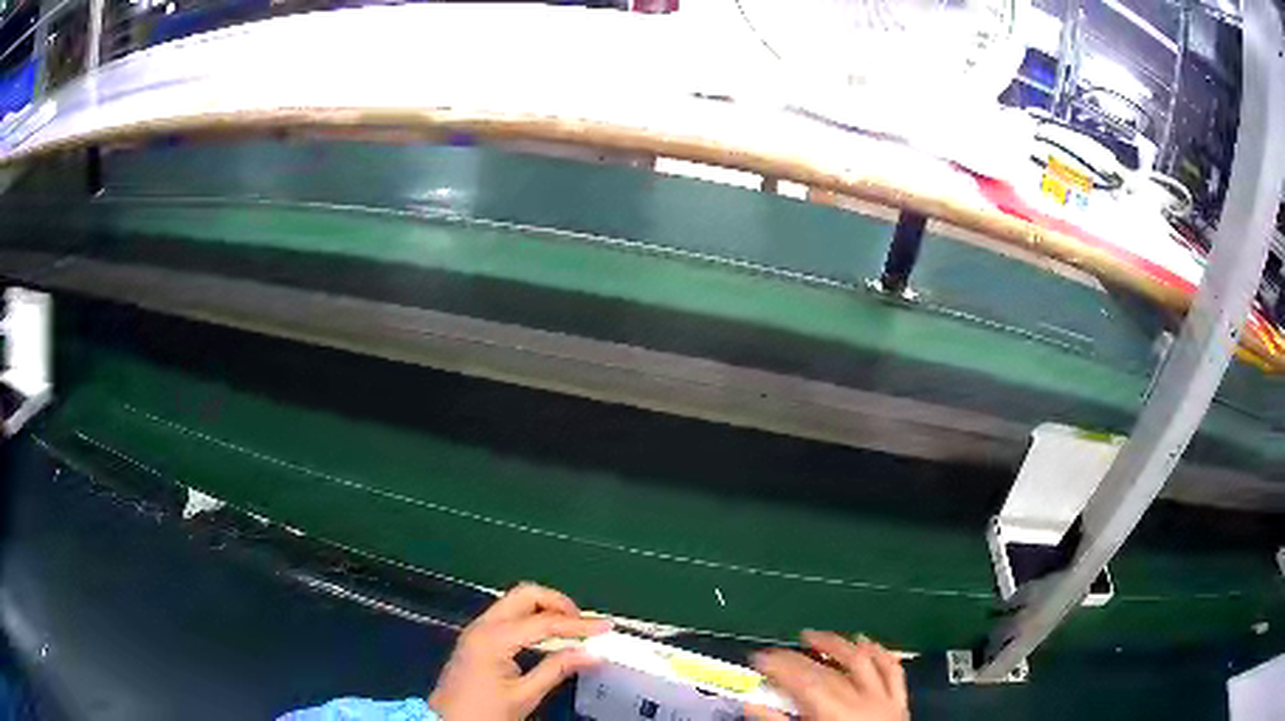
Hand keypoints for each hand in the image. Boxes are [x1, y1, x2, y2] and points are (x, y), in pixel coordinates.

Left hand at [429, 583, 611, 720]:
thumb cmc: (485, 712)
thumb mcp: (525, 695)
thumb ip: (557, 669)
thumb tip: (592, 653)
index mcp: (494, 638)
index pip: (544, 622)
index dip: (578, 624)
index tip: (607, 626)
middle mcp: (484, 625)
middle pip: (525, 595)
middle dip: (558, 603)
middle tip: (583, 623)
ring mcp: (478, 629)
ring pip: (515, 602)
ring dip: (545, 609)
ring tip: (572, 629)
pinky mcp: (477, 637)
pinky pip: (508, 616)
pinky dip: (532, 618)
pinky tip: (548, 636)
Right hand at [747, 631, 908, 720]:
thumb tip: (754, 705)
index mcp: (834, 712)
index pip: (803, 680)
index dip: (779, 665)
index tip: (758, 658)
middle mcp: (861, 699)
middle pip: (827, 670)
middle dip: (798, 657)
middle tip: (776, 651)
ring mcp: (884, 698)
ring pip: (862, 661)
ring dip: (838, 644)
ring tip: (816, 636)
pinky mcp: (900, 703)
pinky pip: (892, 671)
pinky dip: (880, 654)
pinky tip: (868, 644)